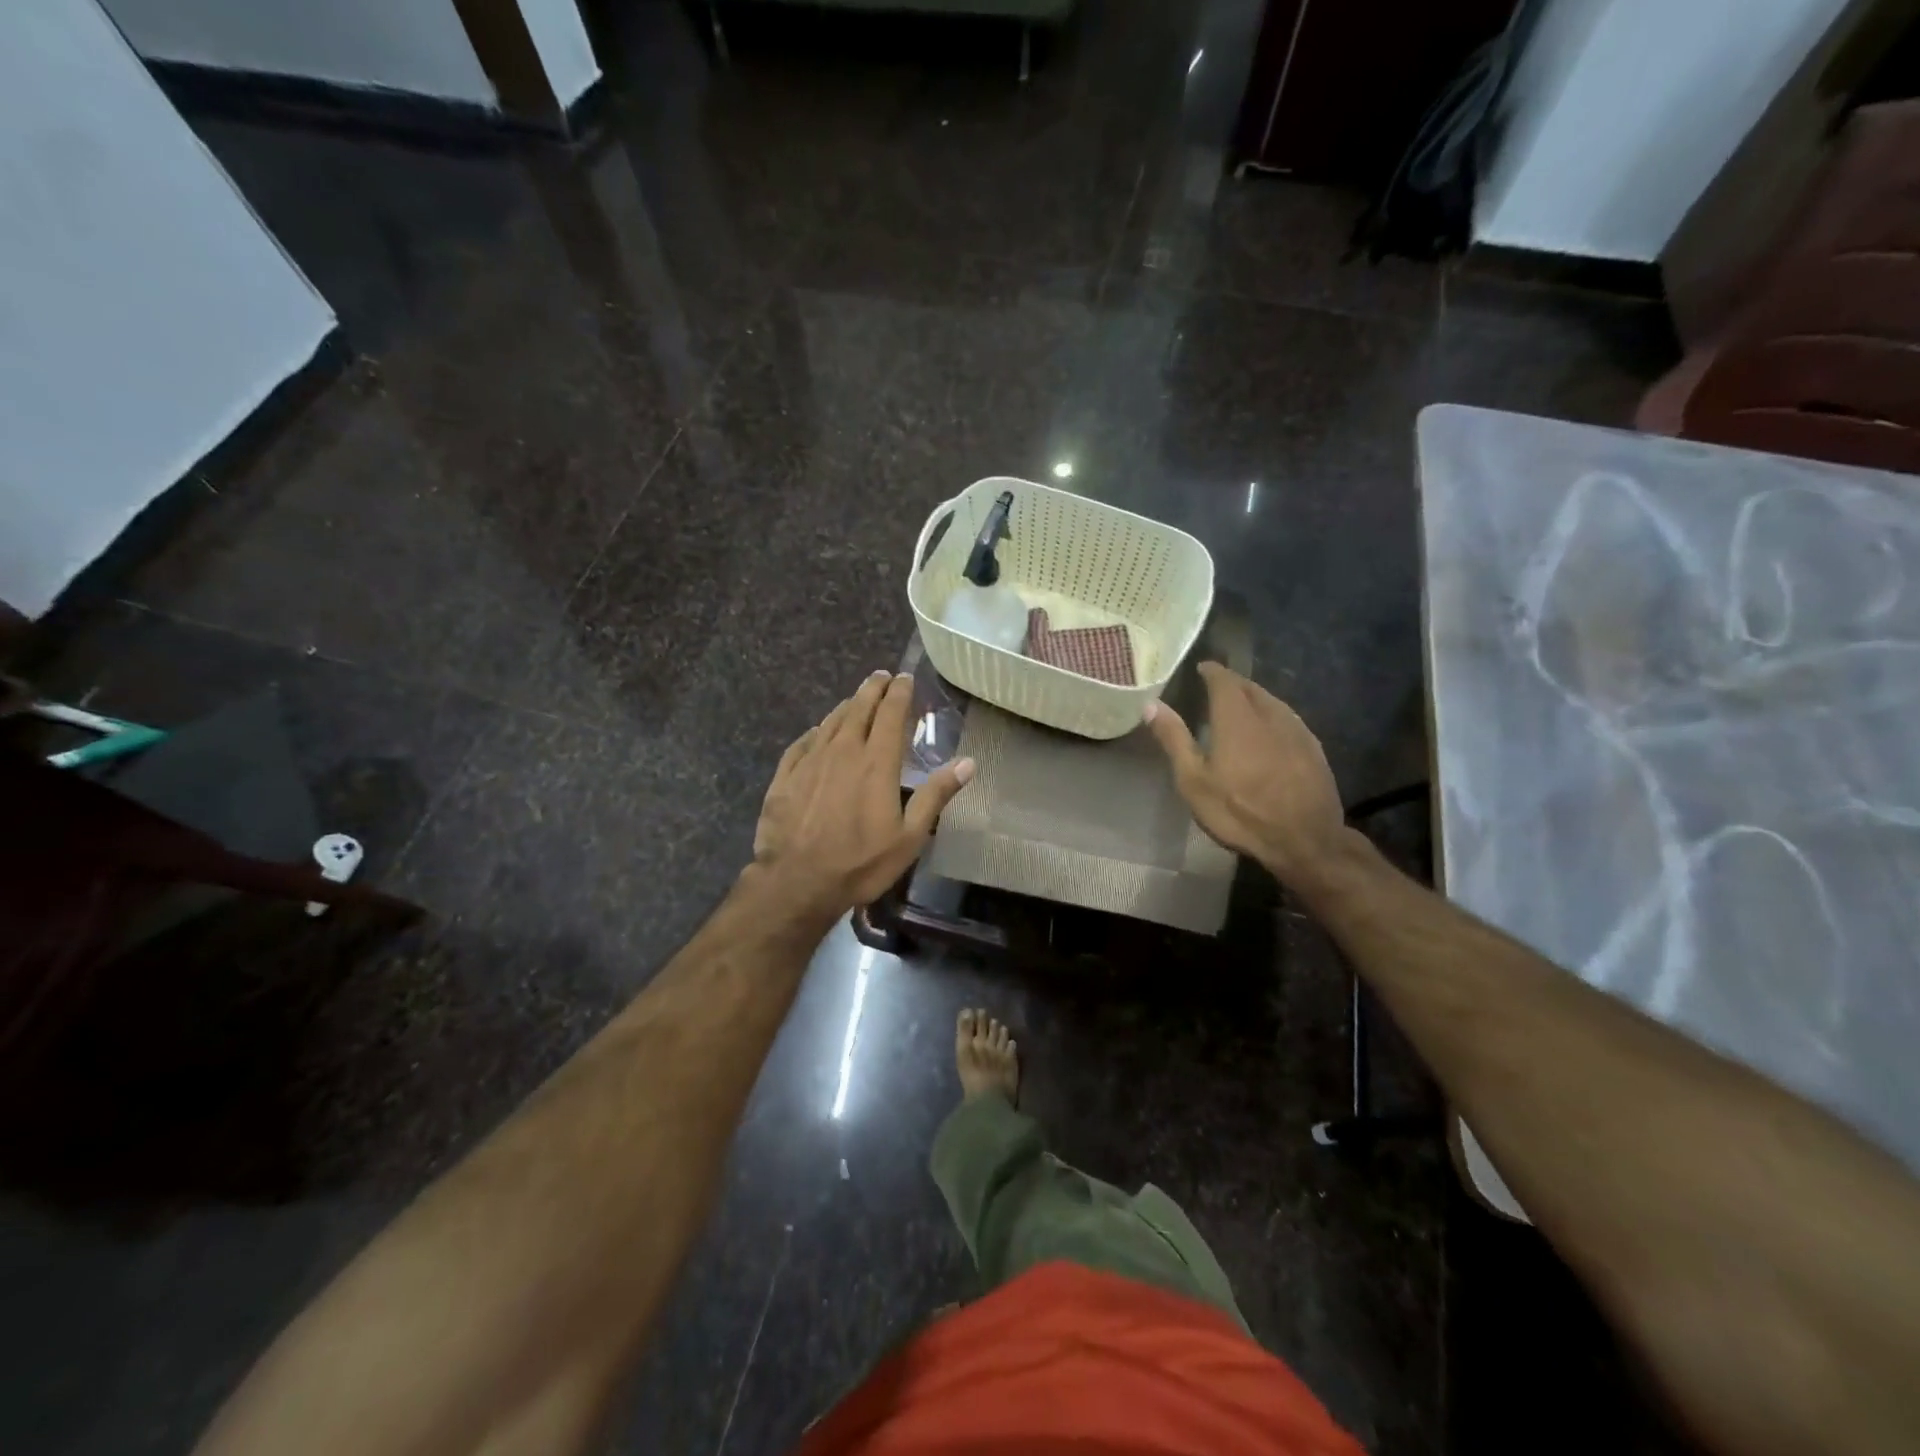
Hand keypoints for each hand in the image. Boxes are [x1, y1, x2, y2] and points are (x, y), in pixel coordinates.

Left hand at [750, 671, 973, 918]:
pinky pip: (801, 744)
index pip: (890, 713)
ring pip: (830, 722)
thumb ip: (936, 795)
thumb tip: (968, 763)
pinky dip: (814, 732)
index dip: (899, 693)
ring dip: (846, 707)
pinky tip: (816, 732)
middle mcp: (842, 751)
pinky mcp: (784, 776)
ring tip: (855, 699)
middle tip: (881, 677)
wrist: (796, 882)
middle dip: (873, 689)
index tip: (905, 678)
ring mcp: (809, 761)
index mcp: (876, 761)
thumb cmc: (860, 862)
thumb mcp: (910, 836)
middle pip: (859, 708)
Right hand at [1145, 663, 1352, 887]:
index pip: (1224, 680)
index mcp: (1237, 718)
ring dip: (1254, 698)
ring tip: (1239, 706)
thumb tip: (1151, 704)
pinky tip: (1268, 731)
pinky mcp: (1313, 748)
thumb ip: (1174, 739)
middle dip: (1232, 683)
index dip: (1212, 671)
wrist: (1305, 841)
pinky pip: (1288, 719)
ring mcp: (1297, 730)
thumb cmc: (1240, 812)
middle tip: (1215, 687)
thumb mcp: (1194, 781)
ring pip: (1272, 702)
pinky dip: (1272, 715)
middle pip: (1250, 688)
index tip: (1201, 668)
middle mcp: (1270, 715)